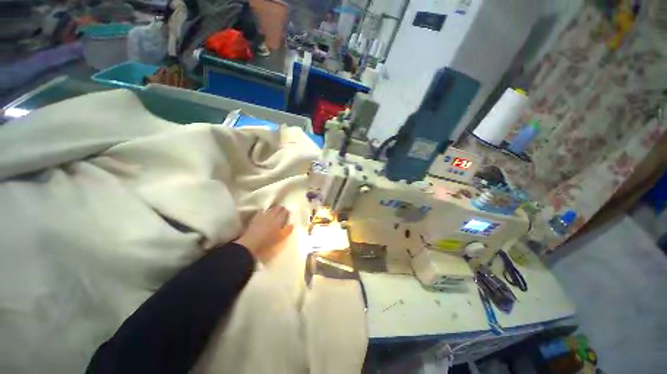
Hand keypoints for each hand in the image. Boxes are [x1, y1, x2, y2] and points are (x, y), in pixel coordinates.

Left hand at [234, 205, 292, 262]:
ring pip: (270, 208)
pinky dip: (265, 210)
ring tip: (275, 210)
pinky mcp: (256, 217)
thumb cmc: (267, 242)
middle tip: (282, 211)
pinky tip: (265, 212)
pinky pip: (262, 210)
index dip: (287, 212)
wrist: (250, 243)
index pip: (285, 212)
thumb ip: (287, 230)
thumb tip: (292, 224)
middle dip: (281, 208)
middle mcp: (272, 215)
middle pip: (278, 208)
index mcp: (279, 220)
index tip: (288, 214)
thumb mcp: (280, 238)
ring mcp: (263, 215)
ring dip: (273, 208)